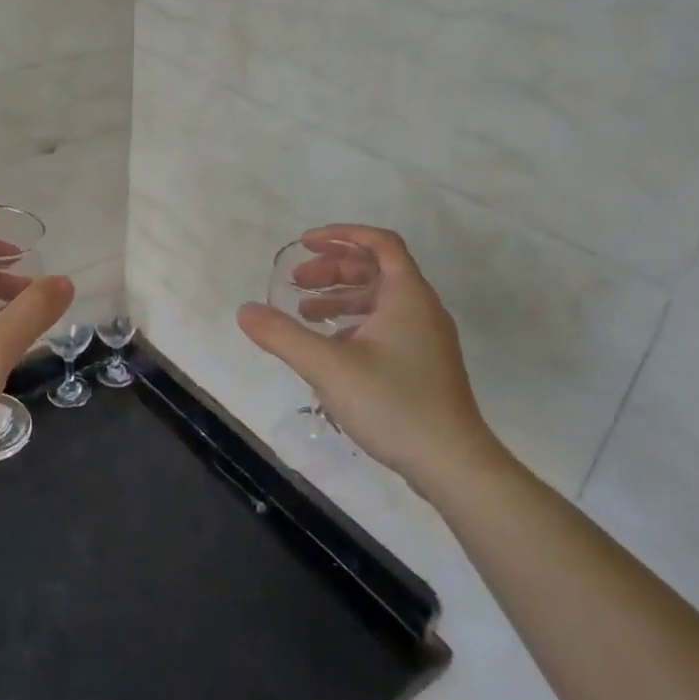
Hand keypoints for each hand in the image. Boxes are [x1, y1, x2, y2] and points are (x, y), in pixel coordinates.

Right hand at [237, 225, 492, 492]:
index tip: (304, 244)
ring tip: (304, 314)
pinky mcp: (423, 365)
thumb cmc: (392, 403)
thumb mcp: (327, 366)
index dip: (340, 236)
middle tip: (296, 282)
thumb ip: (282, 335)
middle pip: (376, 270)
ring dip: (340, 298)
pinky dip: (353, 324)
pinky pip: (385, 326)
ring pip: (379, 301)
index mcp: (407, 296)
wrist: (453, 464)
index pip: (379, 243)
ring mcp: (426, 339)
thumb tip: (245, 311)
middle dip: (332, 270)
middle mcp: (421, 309)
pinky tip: (330, 348)